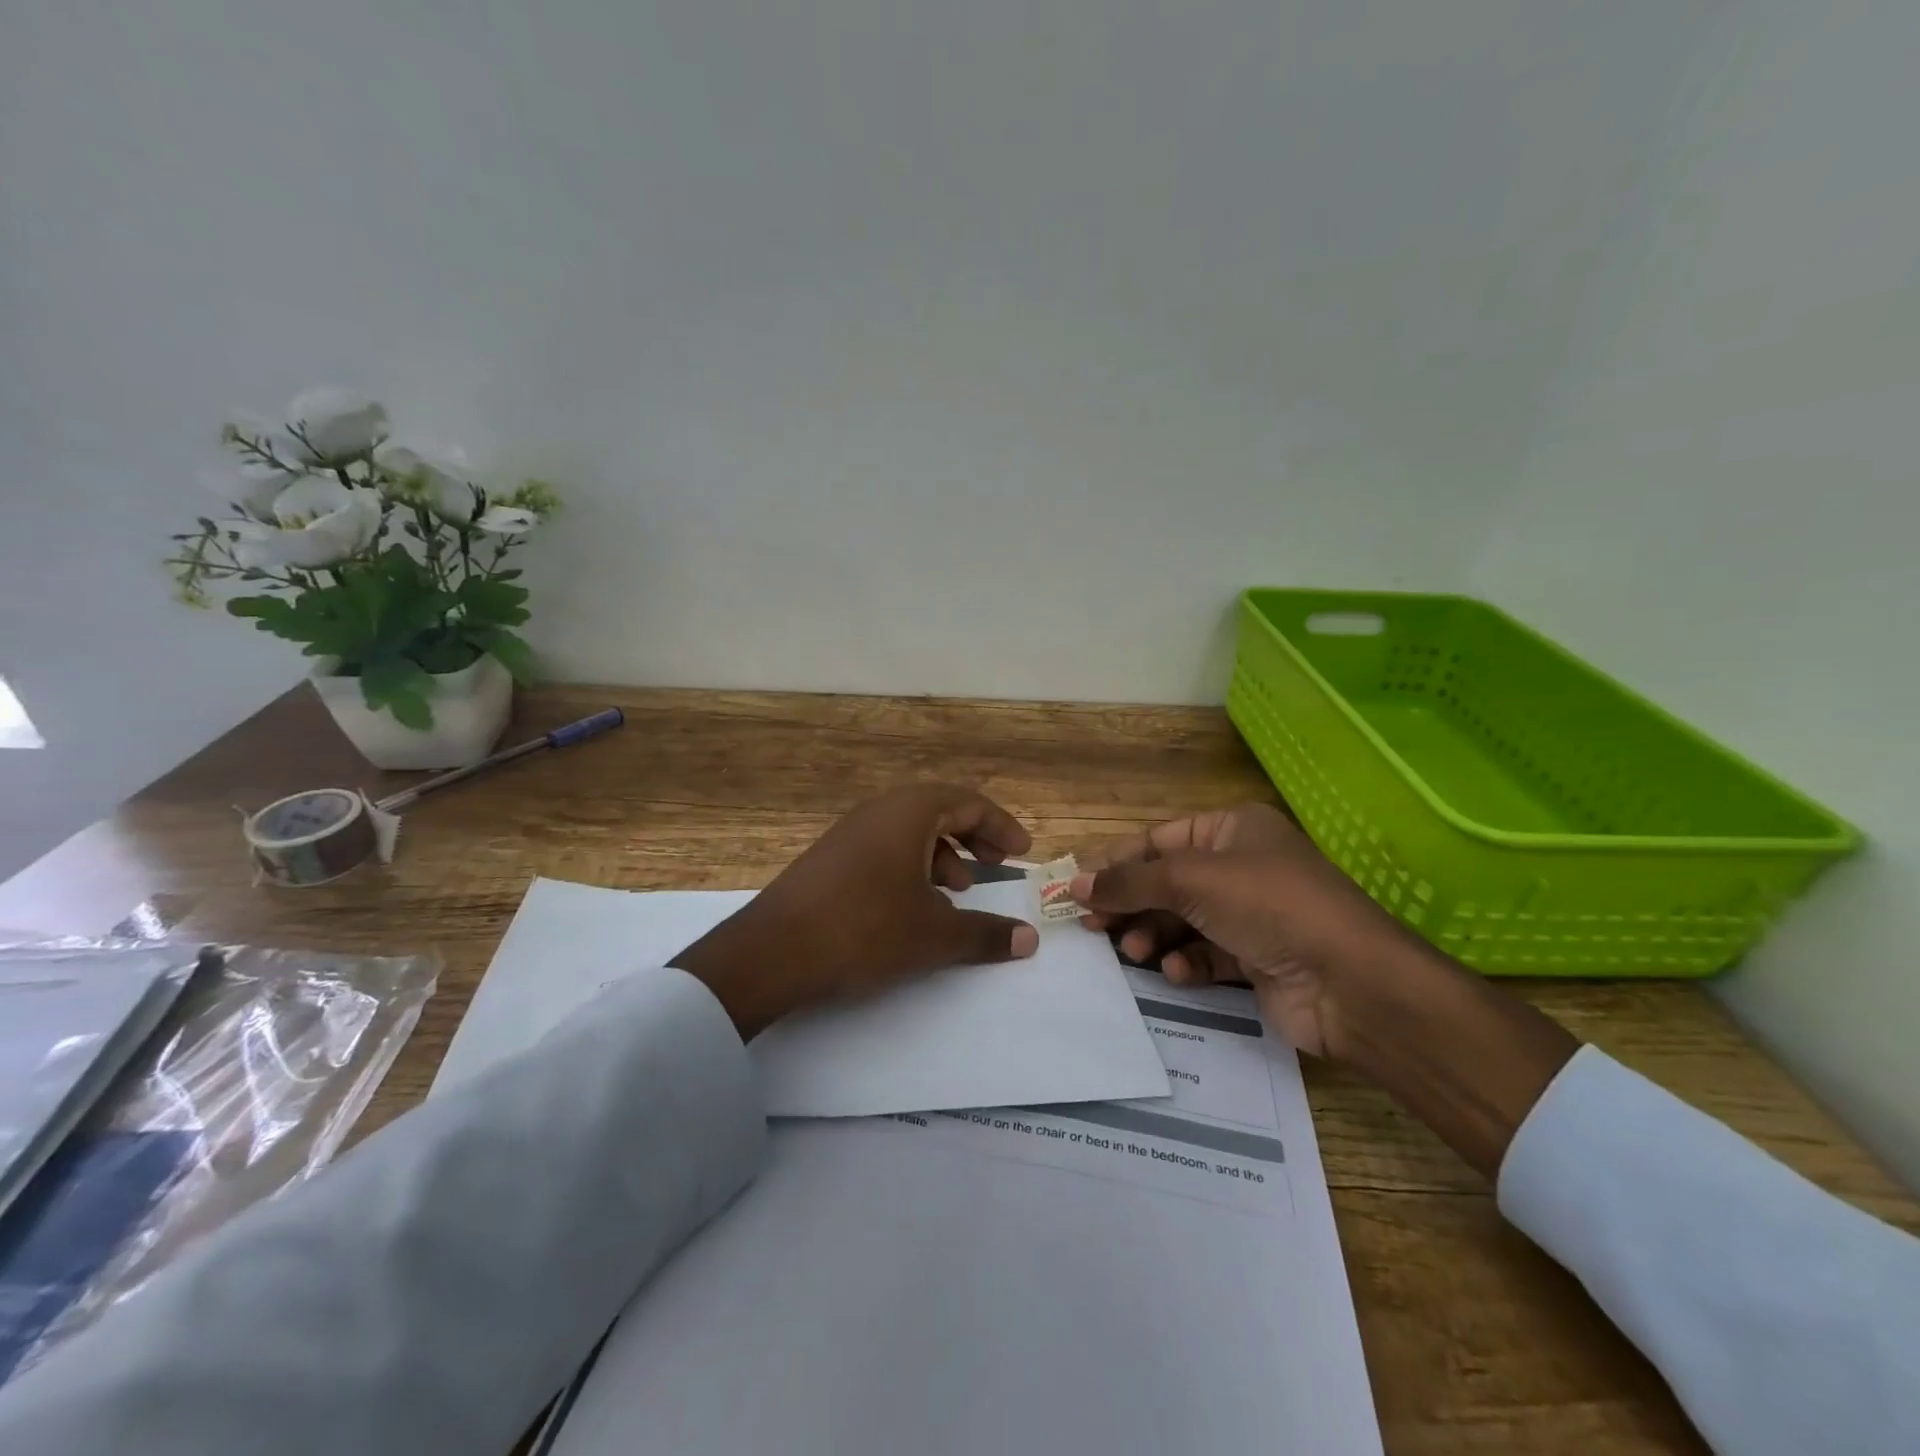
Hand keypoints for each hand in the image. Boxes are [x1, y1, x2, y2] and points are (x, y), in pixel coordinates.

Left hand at [671, 783, 1037, 1037]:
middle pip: (940, 810)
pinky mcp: (830, 857)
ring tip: (957, 892)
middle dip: (973, 837)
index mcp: (909, 812)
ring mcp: (849, 832)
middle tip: (996, 865)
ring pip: (910, 830)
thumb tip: (1030, 939)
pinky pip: (884, 847)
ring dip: (942, 855)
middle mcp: (879, 810)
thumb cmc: (865, 930)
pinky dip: (911, 866)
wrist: (772, 951)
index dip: (1001, 826)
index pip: (969, 801)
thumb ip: (986, 934)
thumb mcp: (934, 935)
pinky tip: (913, 906)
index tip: (1022, 852)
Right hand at [1072, 803, 1409, 1058]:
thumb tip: (1072, 884)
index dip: (1116, 863)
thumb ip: (1128, 881)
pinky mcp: (1257, 959)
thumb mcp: (1190, 880)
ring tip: (1136, 952)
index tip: (1076, 888)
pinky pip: (1207, 954)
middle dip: (1131, 905)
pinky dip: (1188, 962)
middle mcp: (1241, 866)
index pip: (1158, 841)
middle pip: (1166, 883)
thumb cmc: (1267, 906)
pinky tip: (1178, 972)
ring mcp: (1251, 914)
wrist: (1350, 983)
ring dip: (1155, 936)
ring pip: (1182, 920)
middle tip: (1094, 928)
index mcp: (1232, 829)